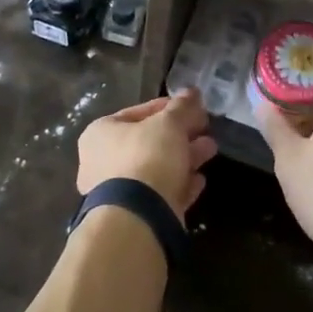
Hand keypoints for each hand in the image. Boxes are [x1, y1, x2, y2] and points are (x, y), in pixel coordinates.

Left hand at [76, 91, 218, 222]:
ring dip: (185, 158)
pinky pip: (160, 193)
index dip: (168, 107)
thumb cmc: (146, 157)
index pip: (138, 112)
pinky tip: (200, 180)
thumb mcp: (168, 124)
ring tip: (211, 150)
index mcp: (101, 133)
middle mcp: (103, 161)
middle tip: (206, 129)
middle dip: (181, 134)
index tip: (193, 107)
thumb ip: (182, 107)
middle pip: (149, 141)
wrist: (137, 218)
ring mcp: (117, 192)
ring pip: (157, 168)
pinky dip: (180, 185)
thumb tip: (192, 92)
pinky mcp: (134, 215)